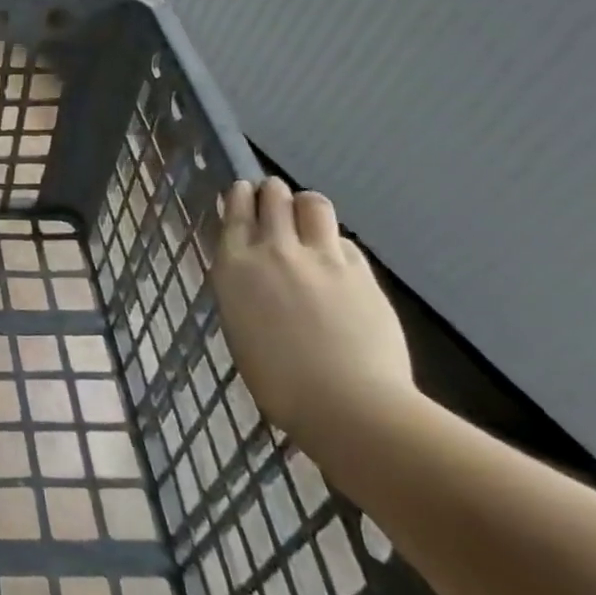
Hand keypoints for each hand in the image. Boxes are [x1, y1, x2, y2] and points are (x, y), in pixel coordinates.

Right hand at [211, 178, 419, 447]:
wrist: (345, 402)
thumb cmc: (277, 380)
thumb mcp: (240, 325)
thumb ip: (244, 289)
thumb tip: (254, 274)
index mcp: (235, 266)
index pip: (236, 211)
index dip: (240, 196)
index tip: (243, 192)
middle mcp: (274, 250)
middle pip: (274, 197)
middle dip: (272, 193)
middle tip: (274, 200)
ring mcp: (321, 257)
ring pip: (313, 204)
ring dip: (305, 205)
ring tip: (306, 217)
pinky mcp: (360, 271)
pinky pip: (344, 241)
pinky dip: (335, 243)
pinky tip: (335, 261)